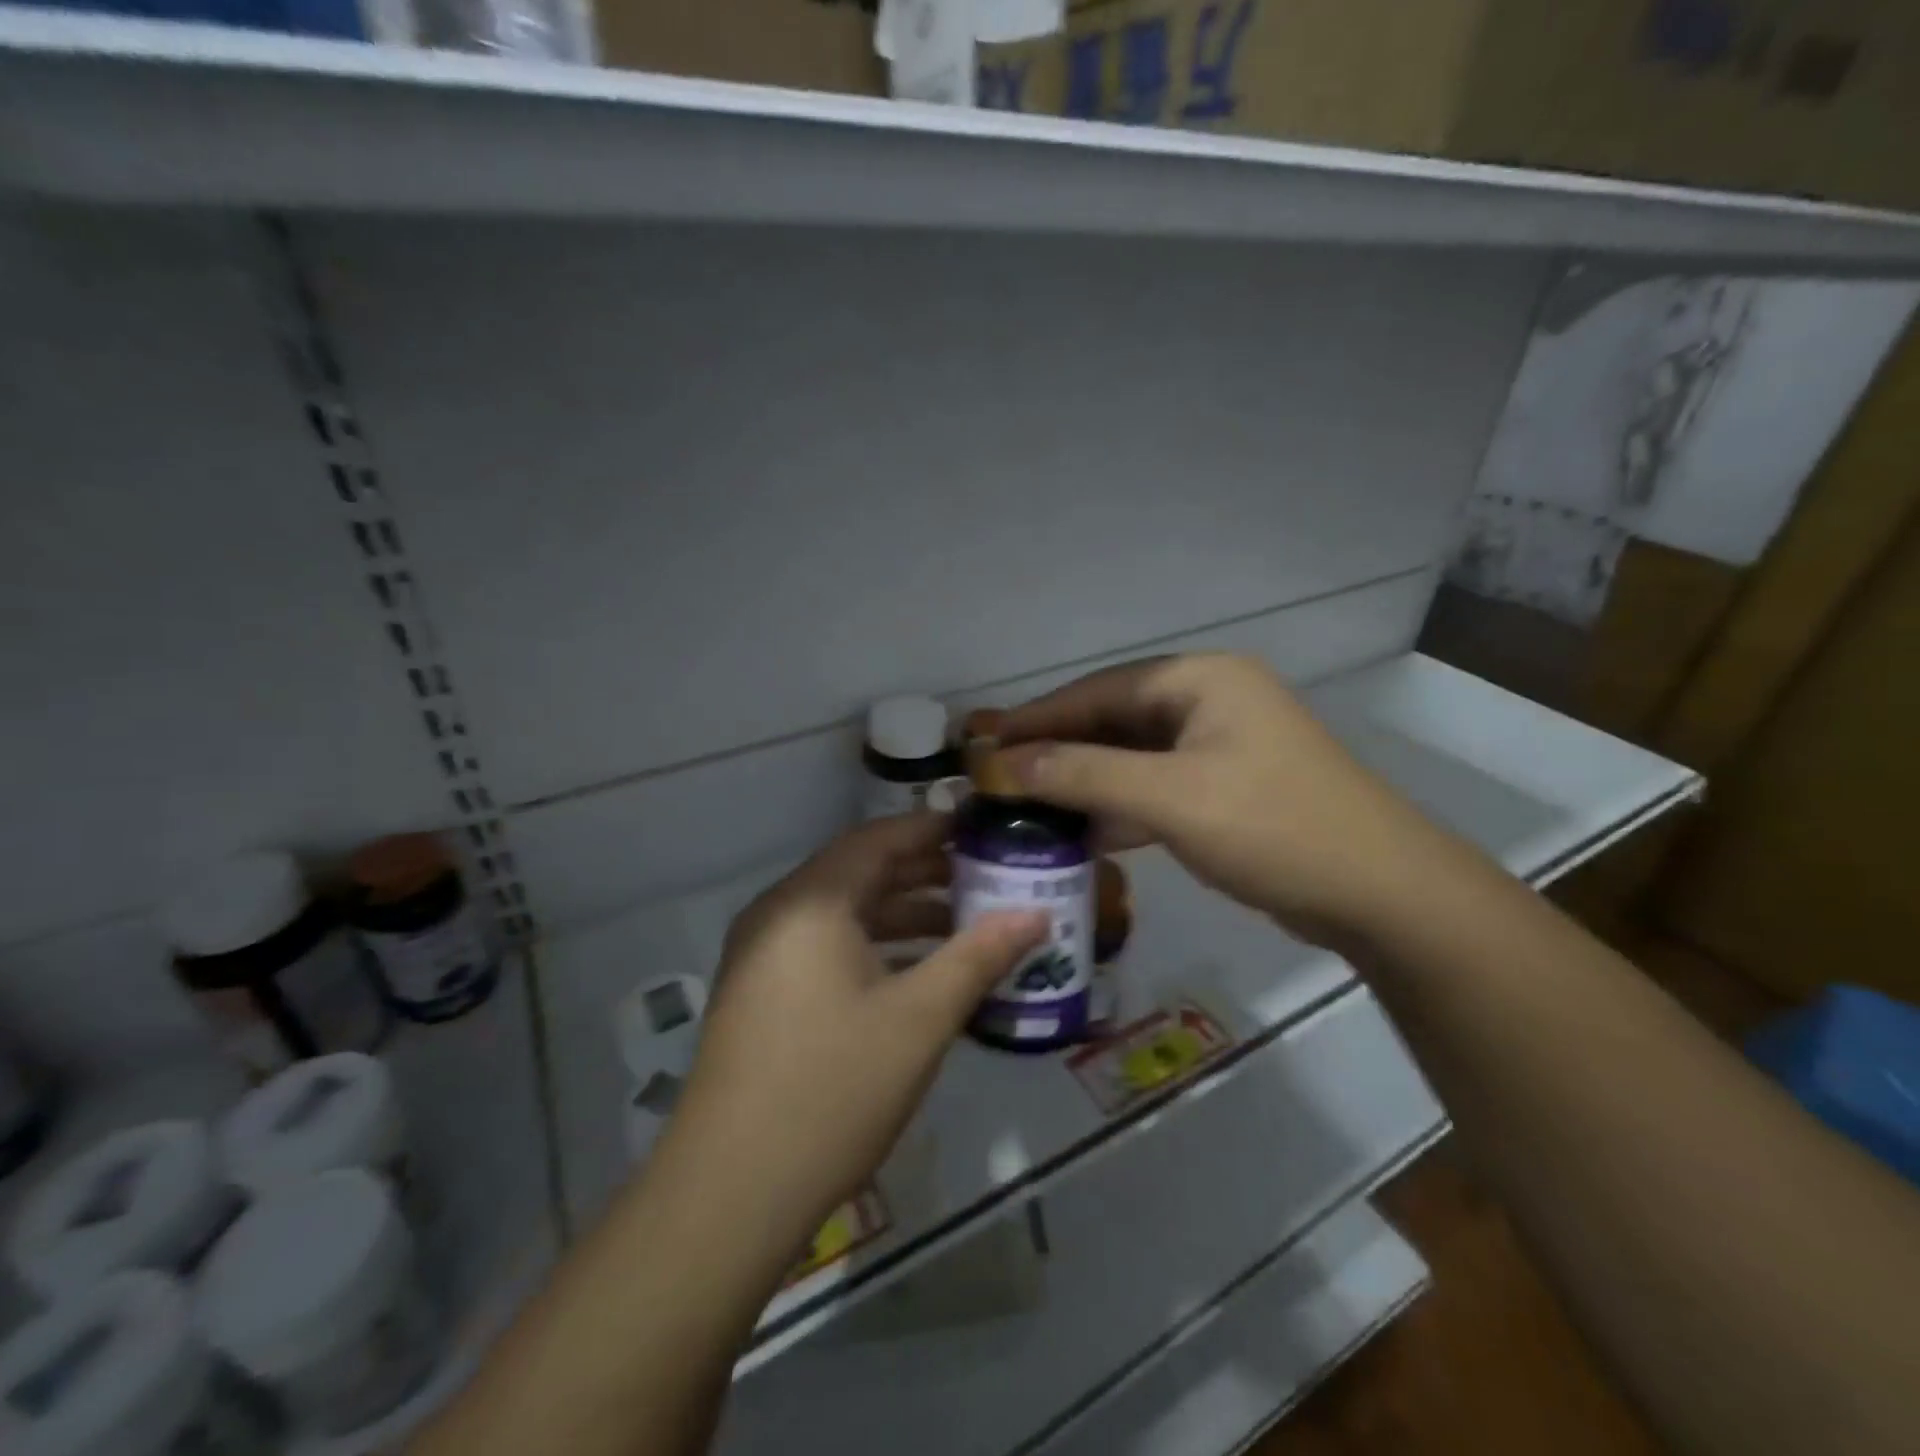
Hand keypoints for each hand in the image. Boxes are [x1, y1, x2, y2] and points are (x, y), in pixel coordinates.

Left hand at [657, 814, 1045, 1260]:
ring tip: (965, 927)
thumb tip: (1037, 913)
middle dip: (925, 873)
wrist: (730, 1192)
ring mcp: (763, 955)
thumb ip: (979, 956)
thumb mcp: (920, 1018)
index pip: (879, 838)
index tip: (982, 829)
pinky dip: (874, 948)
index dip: (932, 829)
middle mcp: (779, 913)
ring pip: (845, 914)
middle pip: (861, 872)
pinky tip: (918, 975)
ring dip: (903, 915)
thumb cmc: (834, 1088)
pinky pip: (827, 947)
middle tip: (987, 877)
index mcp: (811, 902)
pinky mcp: (761, 993)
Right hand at [998, 653, 1457, 947]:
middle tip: (998, 776)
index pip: (1099, 690)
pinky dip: (1118, 807)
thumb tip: (1004, 763)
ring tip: (1026, 805)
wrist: (1380, 894)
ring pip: (1131, 756)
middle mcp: (1207, 701)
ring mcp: (1217, 746)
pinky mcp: (1222, 788)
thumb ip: (1085, 775)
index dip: (1038, 717)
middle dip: (1057, 749)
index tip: (984, 743)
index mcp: (1200, 680)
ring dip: (1084, 781)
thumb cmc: (1274, 828)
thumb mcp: (1171, 798)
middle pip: (1113, 720)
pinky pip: (1153, 787)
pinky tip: (1080, 833)